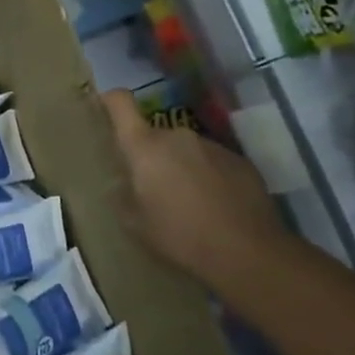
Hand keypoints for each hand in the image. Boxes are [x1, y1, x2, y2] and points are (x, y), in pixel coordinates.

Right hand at [102, 90, 292, 285]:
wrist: (249, 253)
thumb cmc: (180, 236)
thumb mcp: (135, 224)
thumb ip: (123, 196)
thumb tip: (123, 185)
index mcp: (145, 146)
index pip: (120, 103)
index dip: (110, 101)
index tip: (106, 110)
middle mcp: (177, 136)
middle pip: (155, 136)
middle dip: (152, 156)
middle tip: (155, 189)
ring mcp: (212, 146)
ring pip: (186, 149)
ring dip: (182, 167)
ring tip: (190, 203)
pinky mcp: (241, 161)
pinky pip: (214, 162)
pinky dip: (210, 177)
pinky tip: (217, 207)